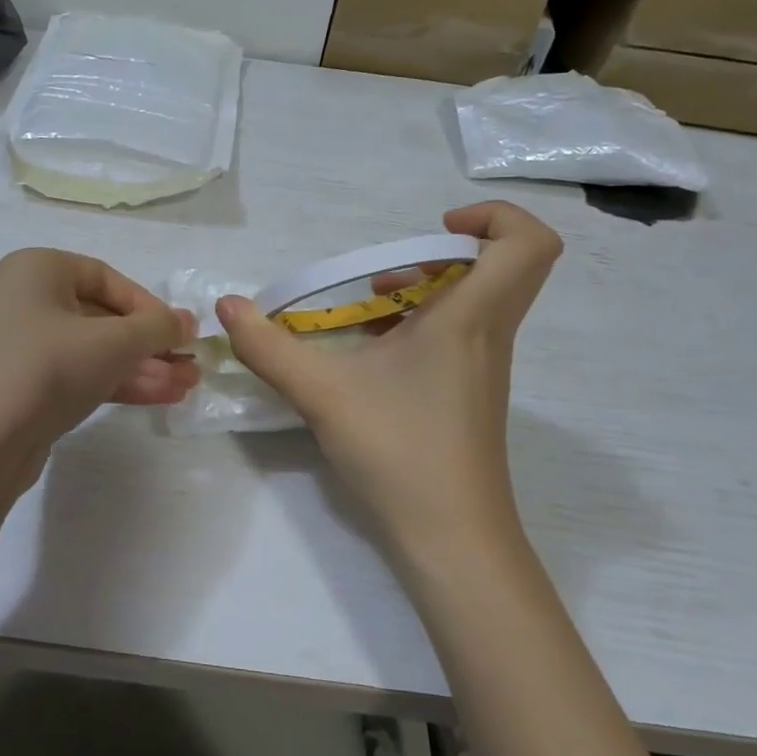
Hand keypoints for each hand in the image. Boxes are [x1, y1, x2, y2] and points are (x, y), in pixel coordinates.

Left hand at [0, 249, 197, 451]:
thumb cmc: (48, 367)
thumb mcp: (113, 342)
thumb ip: (157, 328)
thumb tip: (188, 321)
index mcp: (39, 269)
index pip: (107, 278)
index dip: (149, 305)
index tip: (181, 333)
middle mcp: (28, 300)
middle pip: (103, 317)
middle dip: (150, 344)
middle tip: (191, 365)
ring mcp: (25, 347)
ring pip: (95, 351)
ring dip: (142, 367)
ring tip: (187, 387)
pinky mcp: (27, 388)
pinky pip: (81, 375)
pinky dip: (118, 383)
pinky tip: (160, 397)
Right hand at [216, 203, 561, 552]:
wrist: (451, 538)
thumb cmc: (398, 452)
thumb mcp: (320, 393)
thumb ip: (268, 346)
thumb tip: (227, 306)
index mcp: (470, 319)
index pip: (529, 244)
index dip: (495, 217)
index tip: (436, 227)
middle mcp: (487, 334)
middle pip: (502, 265)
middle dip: (441, 252)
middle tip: (387, 271)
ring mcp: (482, 367)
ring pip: (477, 301)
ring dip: (425, 289)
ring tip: (369, 308)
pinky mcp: (470, 393)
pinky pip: (459, 334)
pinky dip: (419, 324)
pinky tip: (371, 353)